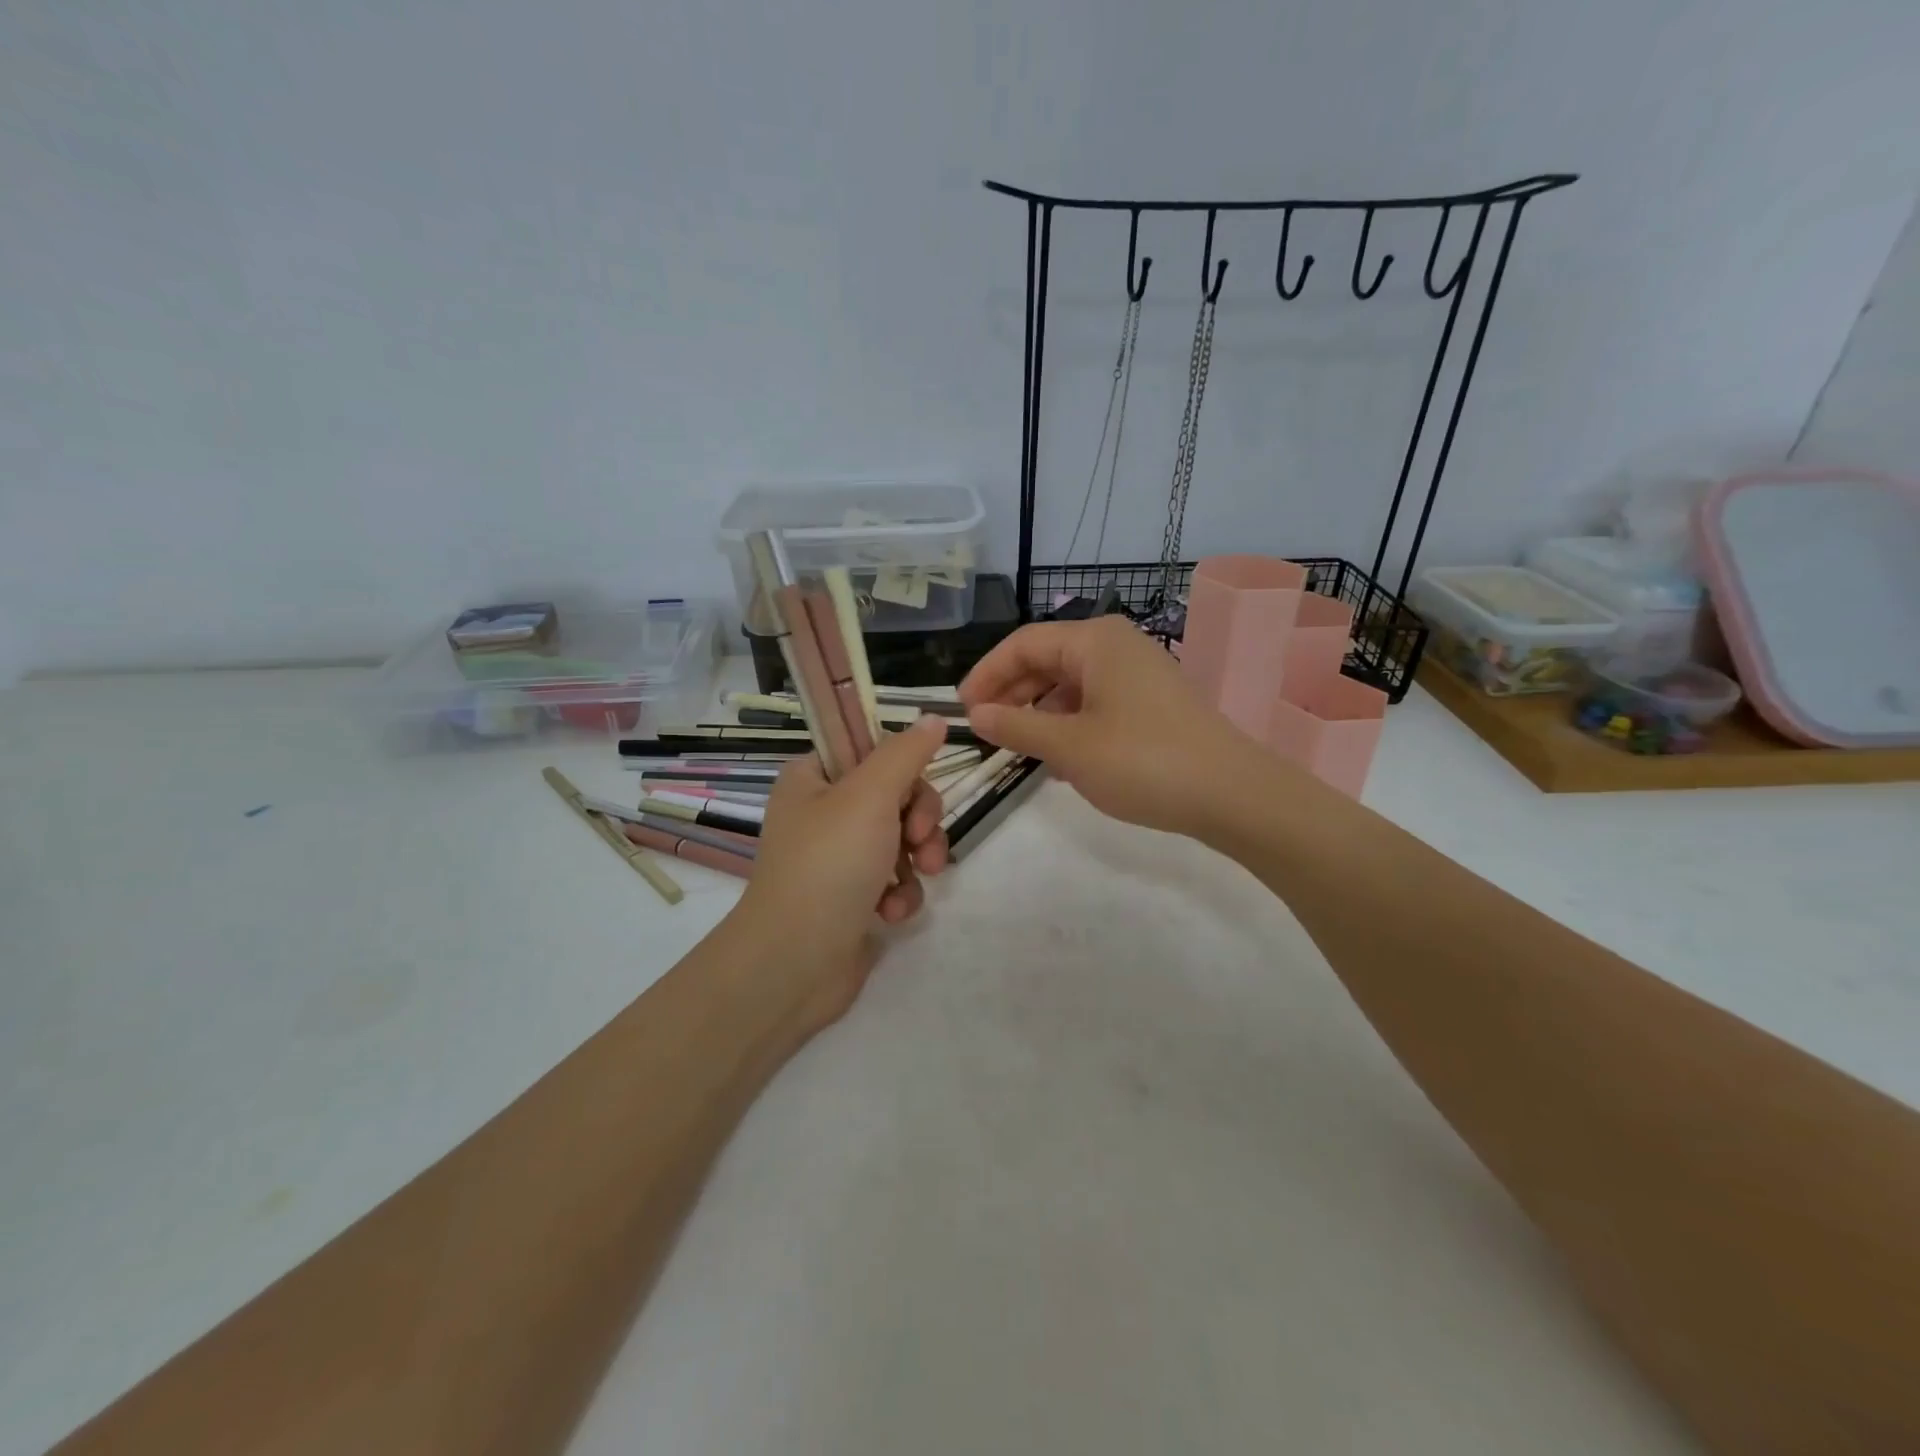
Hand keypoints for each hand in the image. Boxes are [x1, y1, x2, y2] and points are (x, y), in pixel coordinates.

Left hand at [727, 715, 951, 1028]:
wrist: (794, 963)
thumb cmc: (829, 865)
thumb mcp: (870, 795)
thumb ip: (906, 753)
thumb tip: (935, 717)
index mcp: (813, 778)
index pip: (871, 750)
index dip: (902, 768)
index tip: (913, 790)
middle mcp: (823, 813)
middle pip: (895, 795)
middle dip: (919, 820)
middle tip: (918, 842)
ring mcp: (837, 858)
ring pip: (902, 839)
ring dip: (917, 859)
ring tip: (914, 881)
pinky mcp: (853, 897)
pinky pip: (895, 879)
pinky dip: (900, 893)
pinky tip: (891, 913)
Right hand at [959, 616, 1264, 839]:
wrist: (1232, 794)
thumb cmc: (1142, 761)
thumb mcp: (1069, 747)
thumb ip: (1016, 726)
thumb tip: (976, 715)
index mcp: (1094, 640)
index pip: (1023, 644)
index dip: (987, 674)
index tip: (962, 710)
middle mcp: (1116, 646)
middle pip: (1047, 660)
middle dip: (1012, 694)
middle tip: (985, 731)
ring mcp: (1138, 674)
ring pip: (1070, 684)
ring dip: (1039, 712)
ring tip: (1019, 748)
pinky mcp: (1151, 703)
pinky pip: (1095, 702)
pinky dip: (1069, 724)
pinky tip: (1060, 758)